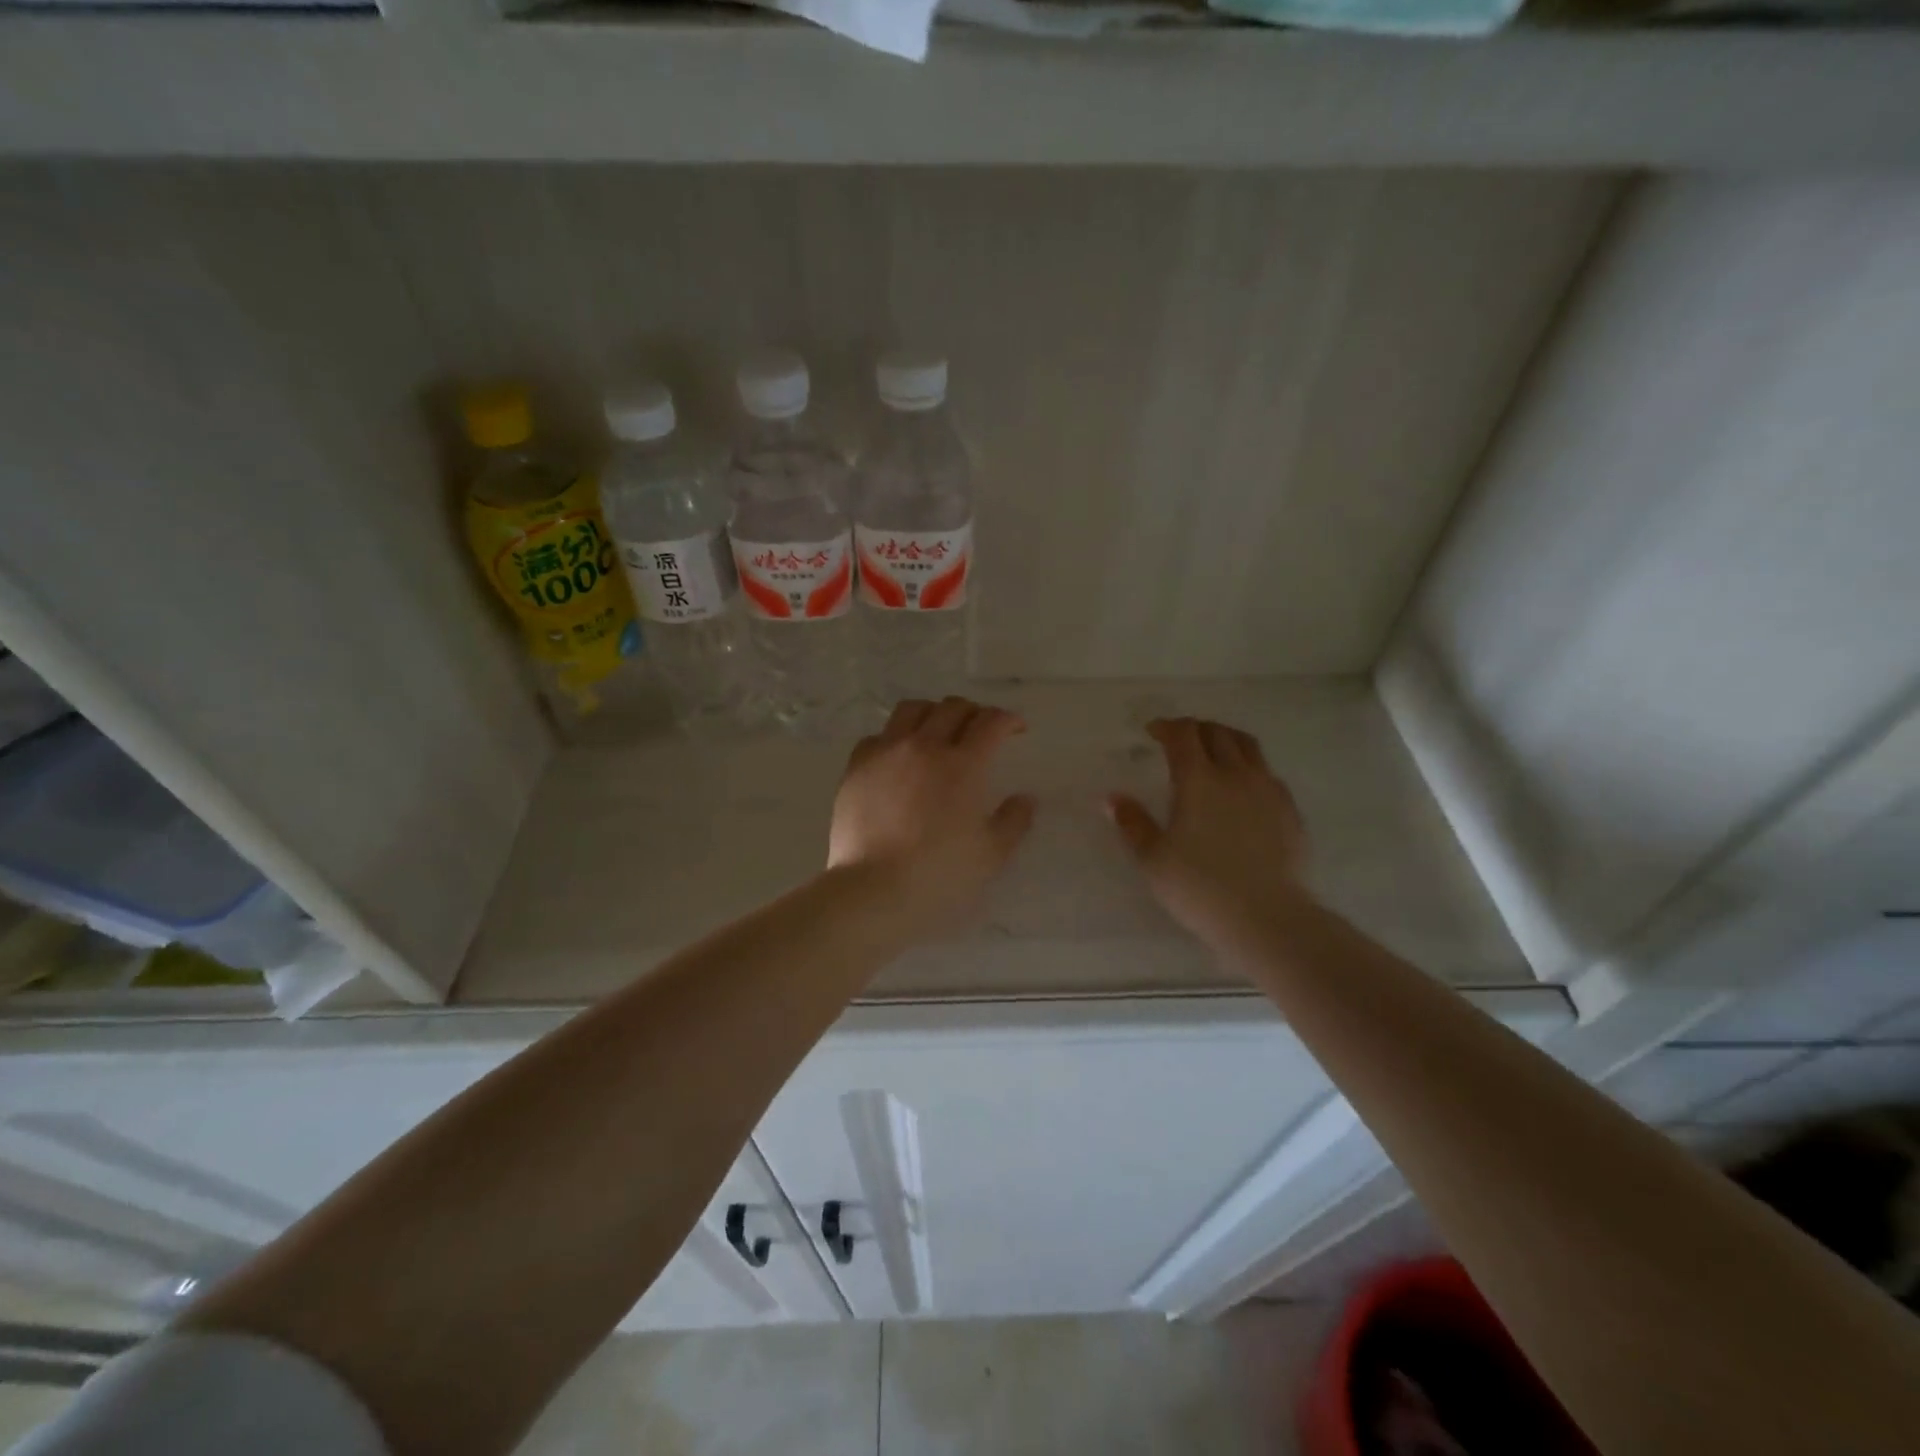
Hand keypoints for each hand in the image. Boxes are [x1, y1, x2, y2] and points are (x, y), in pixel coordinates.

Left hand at [829, 697, 1036, 934]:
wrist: (873, 890)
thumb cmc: (939, 875)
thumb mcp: (991, 855)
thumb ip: (1014, 821)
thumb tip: (1025, 798)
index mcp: (963, 765)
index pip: (990, 722)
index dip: (1008, 720)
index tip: (1016, 729)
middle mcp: (924, 746)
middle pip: (952, 707)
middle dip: (973, 712)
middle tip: (980, 730)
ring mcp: (886, 753)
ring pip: (911, 709)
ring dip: (932, 713)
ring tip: (937, 731)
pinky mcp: (856, 767)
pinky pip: (877, 736)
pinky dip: (894, 738)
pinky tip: (897, 757)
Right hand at [1106, 717, 1310, 950]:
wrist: (1267, 917)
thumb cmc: (1200, 887)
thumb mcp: (1153, 859)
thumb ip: (1132, 823)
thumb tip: (1111, 798)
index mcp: (1198, 780)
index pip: (1183, 735)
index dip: (1166, 727)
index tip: (1153, 732)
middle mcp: (1236, 775)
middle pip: (1217, 733)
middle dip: (1195, 728)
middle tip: (1180, 739)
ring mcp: (1268, 791)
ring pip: (1249, 747)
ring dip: (1226, 740)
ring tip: (1214, 752)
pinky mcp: (1290, 811)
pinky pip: (1268, 773)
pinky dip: (1250, 767)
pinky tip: (1244, 788)